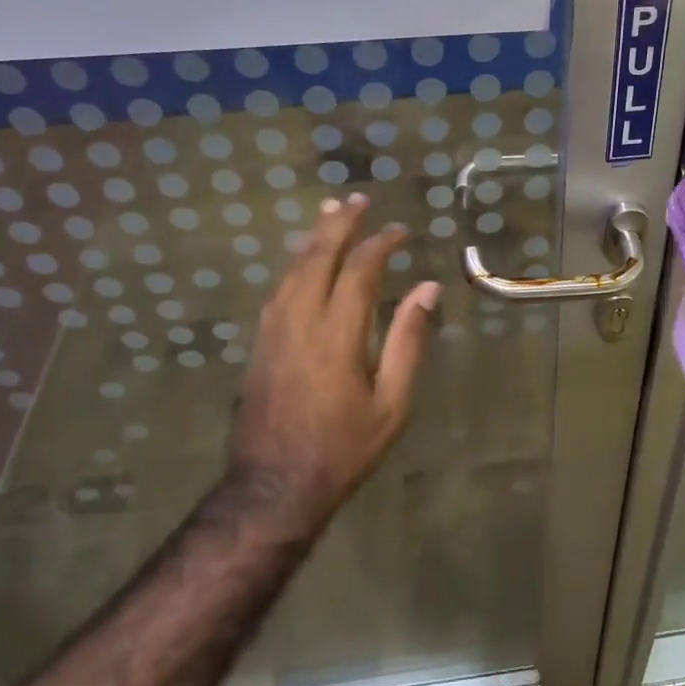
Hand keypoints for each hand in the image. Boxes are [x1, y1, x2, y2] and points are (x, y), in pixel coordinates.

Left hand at [227, 193, 441, 527]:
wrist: (274, 486)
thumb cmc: (343, 448)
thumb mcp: (392, 403)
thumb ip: (408, 341)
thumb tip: (426, 289)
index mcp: (337, 334)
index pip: (360, 271)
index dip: (381, 244)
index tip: (400, 231)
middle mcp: (300, 321)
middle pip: (318, 257)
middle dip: (338, 225)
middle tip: (355, 199)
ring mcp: (273, 331)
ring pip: (292, 270)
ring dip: (312, 238)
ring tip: (328, 213)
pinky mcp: (259, 343)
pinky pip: (277, 289)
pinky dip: (294, 264)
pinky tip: (301, 260)